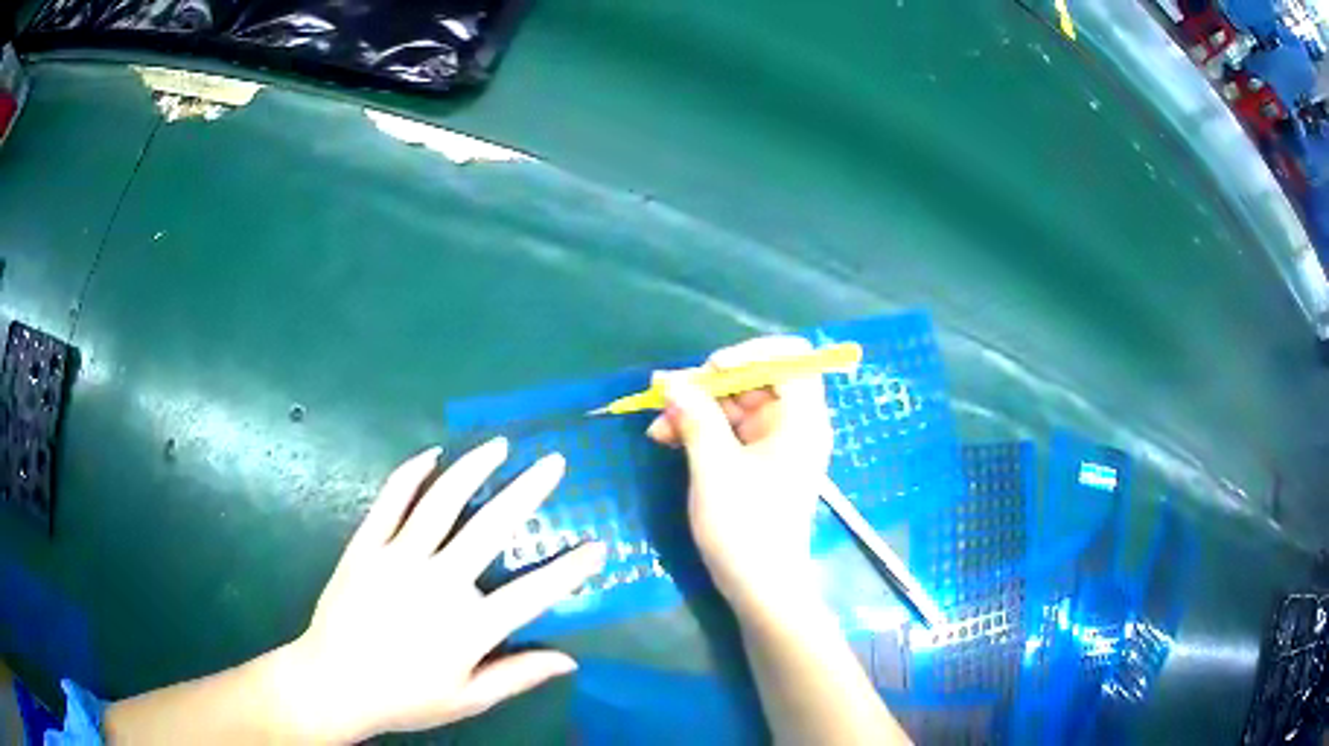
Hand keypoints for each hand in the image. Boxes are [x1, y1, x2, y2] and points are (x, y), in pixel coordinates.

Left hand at [277, 439, 606, 743]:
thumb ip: (517, 676)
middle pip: (490, 529)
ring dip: (473, 469)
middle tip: (553, 462)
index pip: (534, 594)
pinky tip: (431, 455)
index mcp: (469, 626)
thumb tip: (568, 659)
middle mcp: (439, 583)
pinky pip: (390, 501)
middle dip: (527, 492)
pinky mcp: (366, 546)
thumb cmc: (406, 696)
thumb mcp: (468, 699)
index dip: (570, 570)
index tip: (598, 547)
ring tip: (498, 445)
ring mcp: (398, 558)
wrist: (334, 682)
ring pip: (440, 502)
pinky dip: (411, 474)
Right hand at [646, 336, 832, 615]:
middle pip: (755, 380)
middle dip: (709, 385)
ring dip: (696, 409)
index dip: (750, 354)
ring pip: (736, 406)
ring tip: (657, 423)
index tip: (711, 370)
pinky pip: (730, 431)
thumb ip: (694, 417)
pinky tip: (666, 437)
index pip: (790, 359)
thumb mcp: (715, 468)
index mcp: (802, 420)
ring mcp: (775, 444)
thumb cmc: (746, 528)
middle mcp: (794, 424)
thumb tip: (670, 381)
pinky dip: (701, 430)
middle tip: (666, 394)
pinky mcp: (758, 462)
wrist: (761, 588)